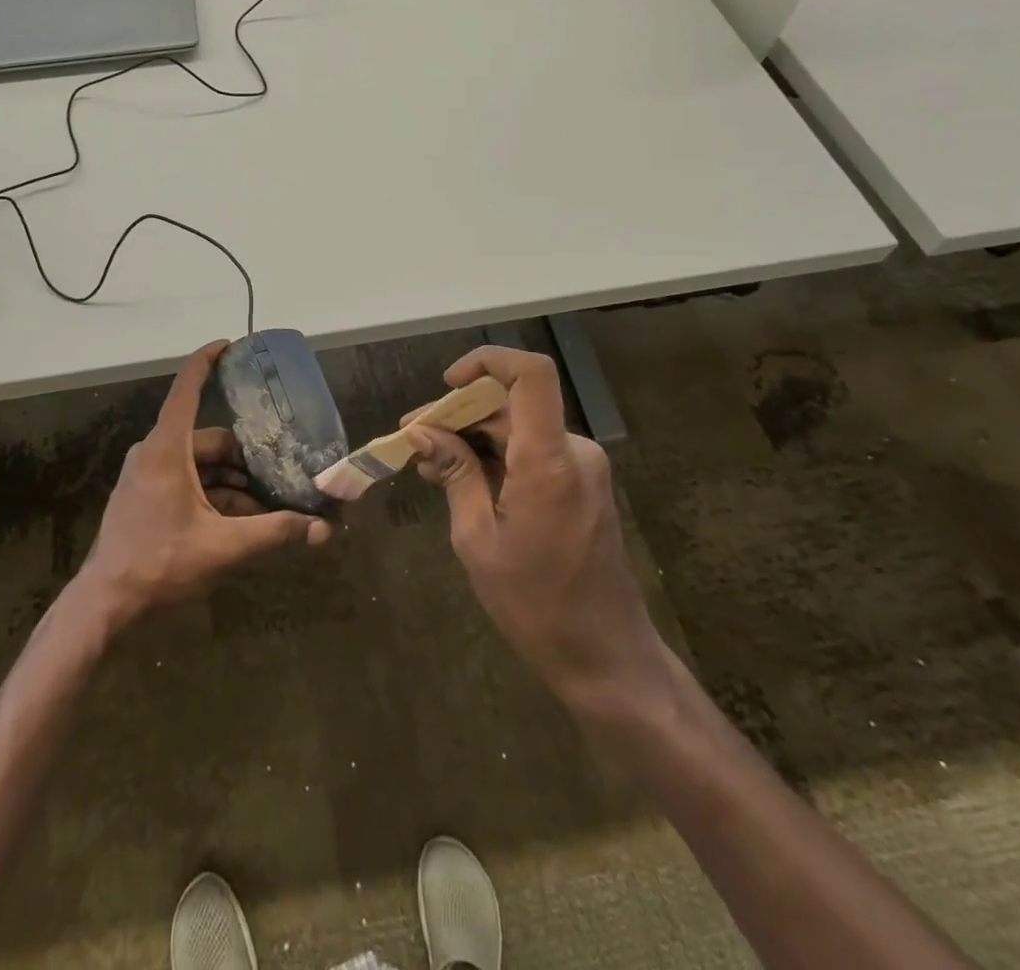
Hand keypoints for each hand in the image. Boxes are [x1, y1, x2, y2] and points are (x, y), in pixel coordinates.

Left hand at [75, 341, 330, 628]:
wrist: (105, 602)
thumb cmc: (159, 563)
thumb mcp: (223, 546)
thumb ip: (274, 533)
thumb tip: (322, 530)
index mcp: (167, 448)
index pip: (187, 389)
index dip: (207, 362)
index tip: (230, 345)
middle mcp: (155, 452)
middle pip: (209, 439)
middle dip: (246, 457)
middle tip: (281, 472)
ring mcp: (148, 474)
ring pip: (201, 464)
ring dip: (233, 481)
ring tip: (267, 504)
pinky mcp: (146, 494)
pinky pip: (187, 480)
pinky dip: (214, 493)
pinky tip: (240, 519)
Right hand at [405, 346, 671, 719]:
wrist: (606, 658)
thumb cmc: (536, 605)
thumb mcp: (477, 539)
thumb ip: (454, 474)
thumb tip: (421, 432)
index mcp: (549, 461)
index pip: (531, 375)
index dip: (488, 361)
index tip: (447, 383)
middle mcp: (573, 451)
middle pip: (511, 404)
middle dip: (459, 413)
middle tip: (413, 439)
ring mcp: (581, 467)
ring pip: (518, 428)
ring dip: (473, 437)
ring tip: (428, 464)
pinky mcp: (580, 483)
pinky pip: (531, 451)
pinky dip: (495, 456)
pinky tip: (459, 478)